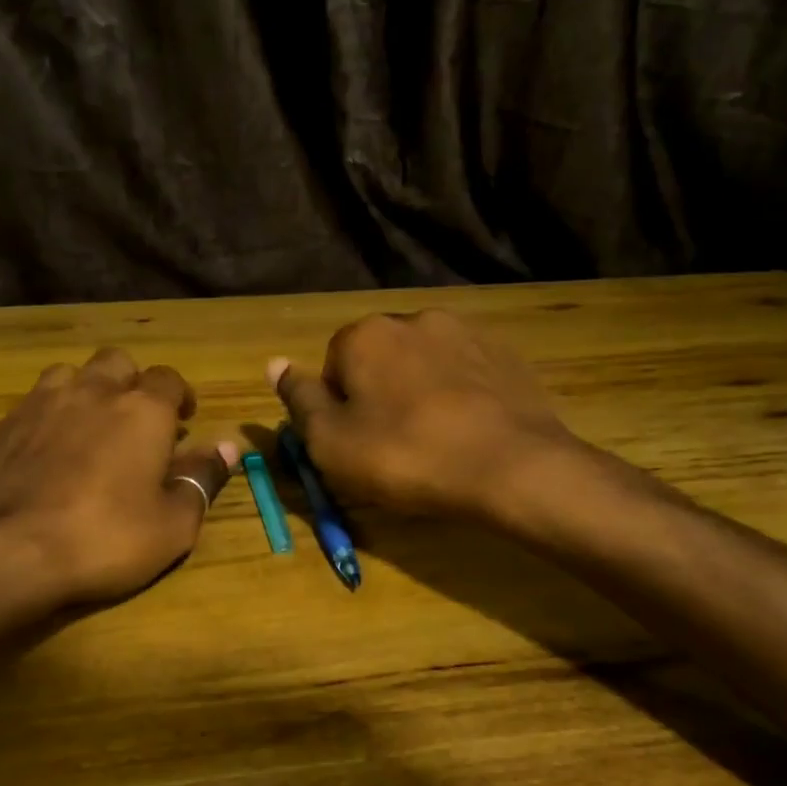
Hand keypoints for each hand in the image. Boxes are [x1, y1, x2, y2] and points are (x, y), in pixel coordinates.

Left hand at [0, 348, 230, 608]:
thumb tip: (227, 446)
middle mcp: (89, 393)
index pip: (168, 378)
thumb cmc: (104, 539)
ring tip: (84, 428)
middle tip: (134, 418)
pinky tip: (35, 458)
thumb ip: (201, 478)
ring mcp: (35, 406)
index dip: (179, 395)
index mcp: (140, 411)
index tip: (184, 419)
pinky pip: (23, 412)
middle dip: (129, 382)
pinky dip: (38, 425)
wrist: (5, 554)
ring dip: (81, 392)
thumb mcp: (173, 525)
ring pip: (64, 376)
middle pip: (115, 362)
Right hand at [271, 310, 605, 525]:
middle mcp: (413, 319)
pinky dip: (459, 395)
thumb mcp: (331, 442)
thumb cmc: (406, 457)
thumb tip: (274, 363)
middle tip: (394, 446)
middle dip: (380, 395)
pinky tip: (468, 431)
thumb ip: (299, 400)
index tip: (357, 444)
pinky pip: (465, 372)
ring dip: (420, 392)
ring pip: (423, 364)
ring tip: (435, 440)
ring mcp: (465, 332)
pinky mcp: (505, 354)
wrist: (512, 466)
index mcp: (364, 335)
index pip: (333, 366)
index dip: (339, 409)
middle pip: (379, 360)